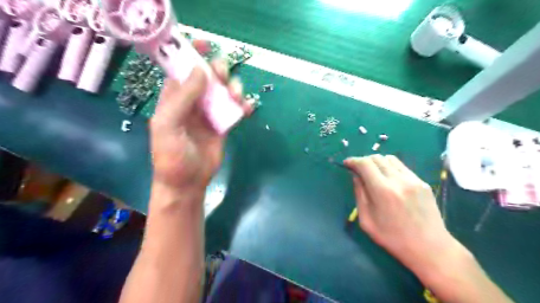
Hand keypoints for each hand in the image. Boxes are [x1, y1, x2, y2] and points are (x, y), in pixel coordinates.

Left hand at [150, 61, 252, 193]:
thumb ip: (181, 98)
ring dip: (234, 88)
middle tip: (224, 77)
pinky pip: (235, 109)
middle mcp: (192, 102)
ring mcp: (209, 113)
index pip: (182, 69)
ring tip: (237, 97)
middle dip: (218, 71)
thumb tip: (201, 72)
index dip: (192, 54)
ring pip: (224, 91)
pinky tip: (248, 110)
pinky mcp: (223, 124)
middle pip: (208, 77)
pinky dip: (243, 106)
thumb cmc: (172, 156)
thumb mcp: (168, 126)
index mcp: (174, 98)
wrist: (188, 182)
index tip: (206, 45)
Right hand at [345, 156, 468, 276]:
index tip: (346, 163)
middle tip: (358, 169)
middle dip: (363, 160)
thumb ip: (359, 195)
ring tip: (373, 173)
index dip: (353, 160)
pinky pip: (401, 167)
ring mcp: (413, 179)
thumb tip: (356, 176)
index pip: (364, 164)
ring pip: (390, 159)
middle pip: (376, 157)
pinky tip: (388, 179)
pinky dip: (390, 167)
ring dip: (377, 162)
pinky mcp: (422, 182)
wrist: (429, 247)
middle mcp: (398, 180)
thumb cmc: (392, 238)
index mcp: (382, 191)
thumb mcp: (366, 220)